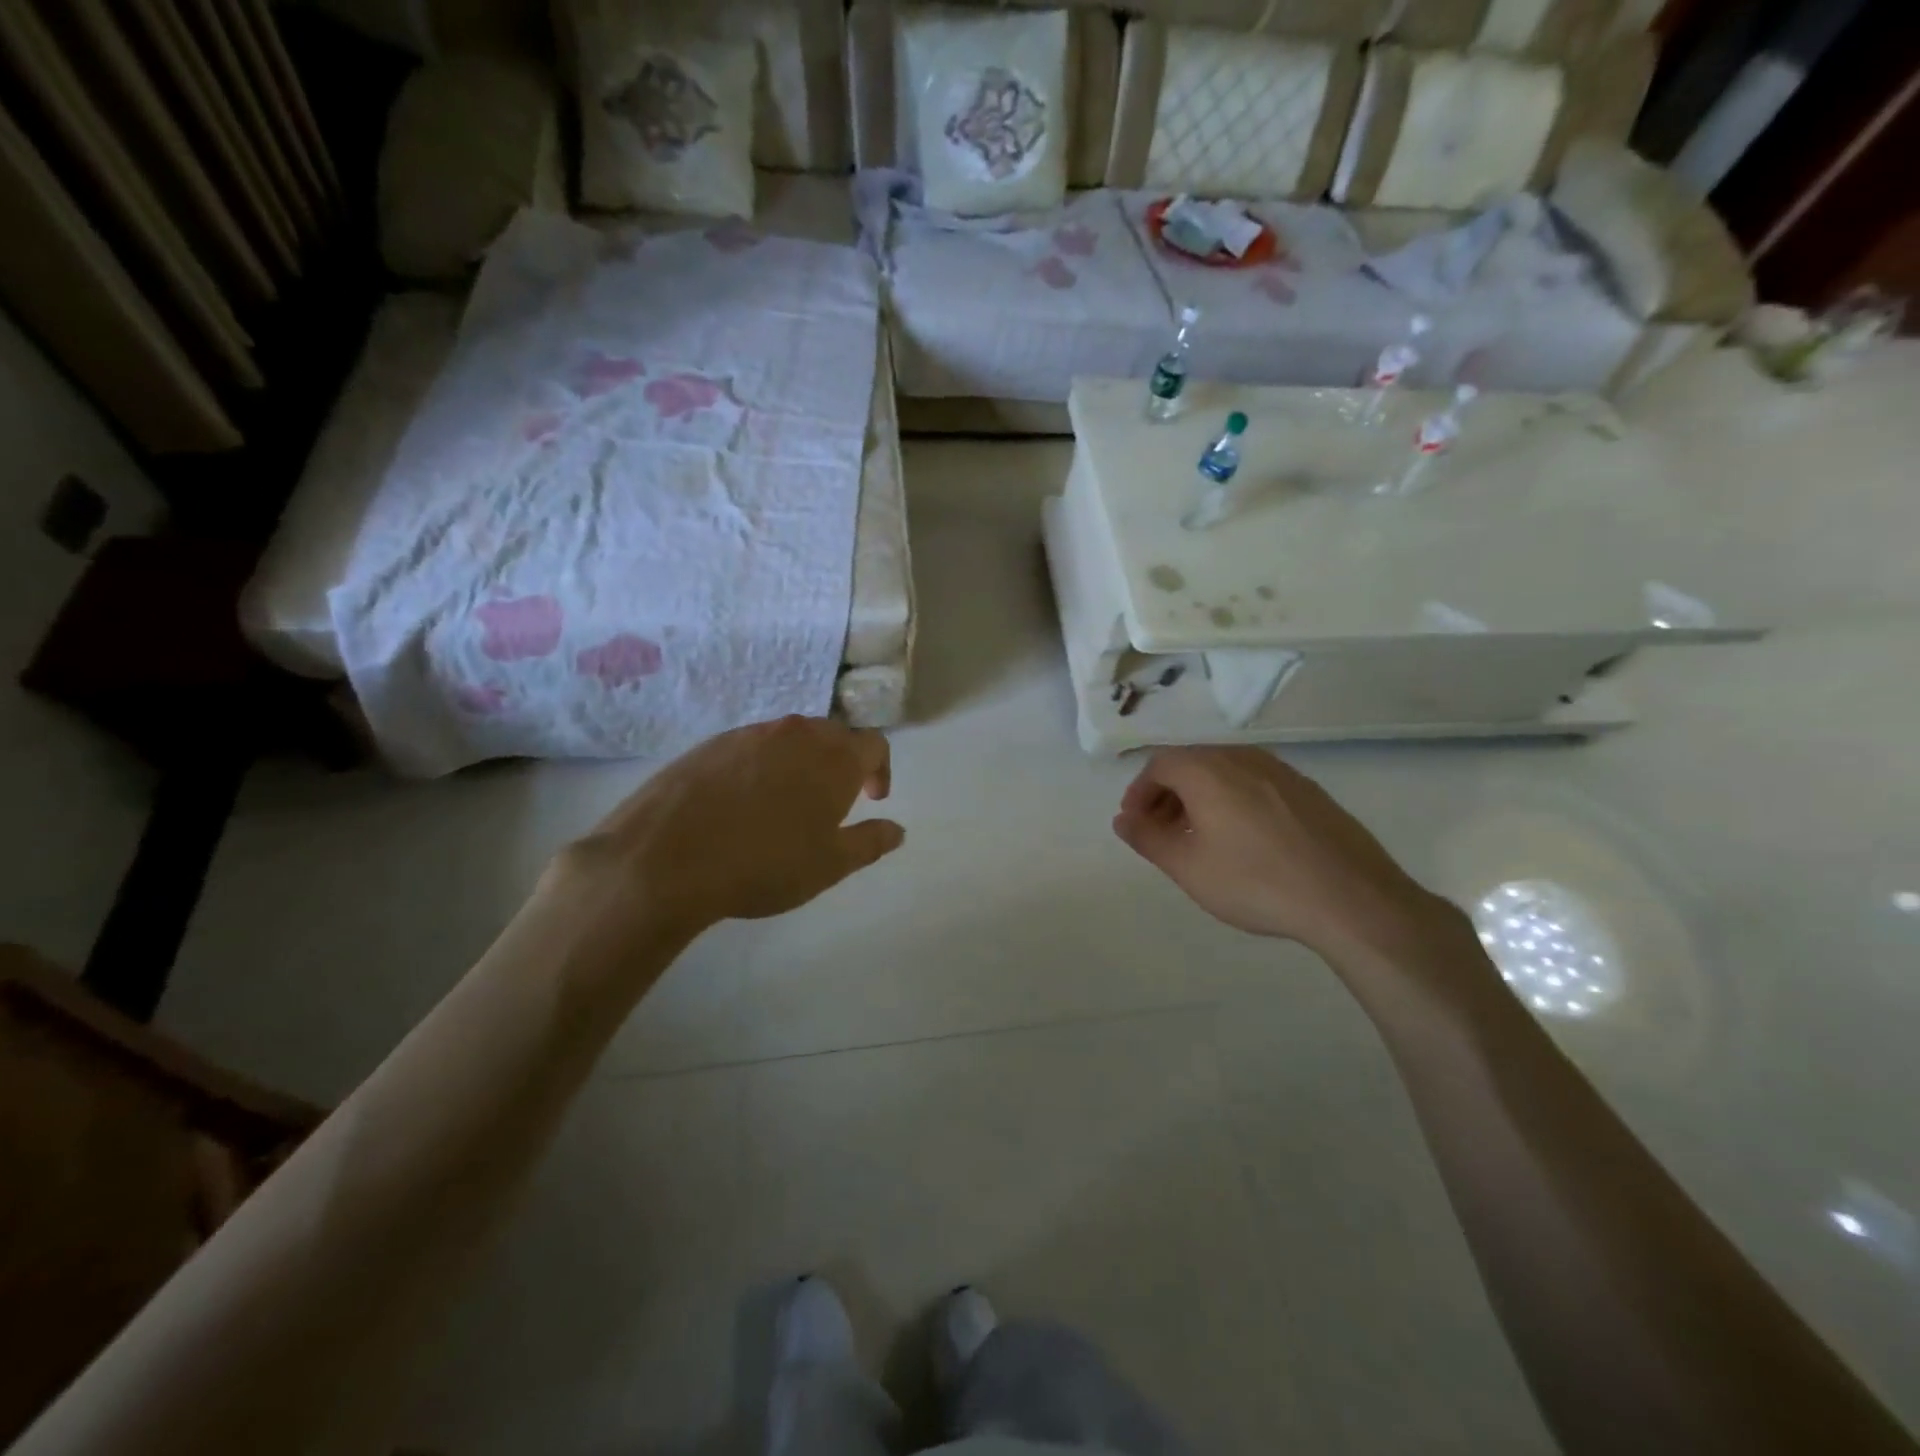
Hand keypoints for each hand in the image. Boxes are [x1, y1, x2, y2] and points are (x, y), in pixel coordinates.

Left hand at [547, 717, 904, 952]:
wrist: (666, 859)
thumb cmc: (764, 864)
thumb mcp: (829, 864)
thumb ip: (870, 842)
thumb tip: (897, 830)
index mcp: (834, 757)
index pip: (874, 744)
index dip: (881, 769)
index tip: (873, 798)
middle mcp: (796, 733)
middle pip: (832, 735)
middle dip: (842, 763)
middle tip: (834, 801)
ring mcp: (749, 734)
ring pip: (790, 738)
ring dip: (801, 762)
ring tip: (787, 803)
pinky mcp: (710, 744)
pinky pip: (751, 746)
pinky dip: (762, 766)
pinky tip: (743, 803)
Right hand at [1113, 747, 1450, 958]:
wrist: (1351, 899)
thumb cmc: (1256, 882)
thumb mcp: (1187, 867)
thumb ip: (1147, 838)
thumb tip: (1123, 819)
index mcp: (1208, 770)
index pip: (1159, 764)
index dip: (1140, 792)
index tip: (1136, 824)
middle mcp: (1243, 758)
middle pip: (1192, 763)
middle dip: (1167, 794)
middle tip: (1161, 833)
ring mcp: (1281, 771)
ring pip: (1225, 772)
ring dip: (1200, 797)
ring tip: (1199, 838)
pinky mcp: (1308, 790)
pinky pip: (1255, 783)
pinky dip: (1233, 800)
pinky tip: (1243, 840)